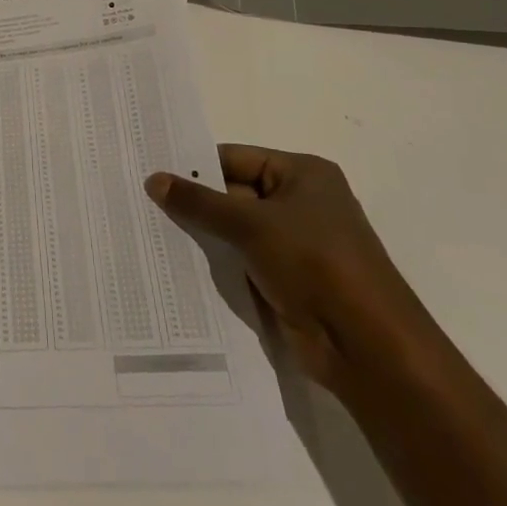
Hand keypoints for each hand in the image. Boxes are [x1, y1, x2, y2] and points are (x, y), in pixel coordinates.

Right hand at [145, 145, 427, 390]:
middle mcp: (300, 202)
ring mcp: (294, 243)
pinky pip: (241, 259)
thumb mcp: (250, 224)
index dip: (193, 165)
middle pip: (233, 192)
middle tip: (138, 200)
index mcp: (303, 174)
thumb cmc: (315, 264)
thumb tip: (153, 179)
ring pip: (234, 229)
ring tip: (147, 229)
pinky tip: (175, 262)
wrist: (368, 347)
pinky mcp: (286, 279)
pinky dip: (215, 261)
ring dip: (201, 233)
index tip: (148, 170)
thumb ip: (199, 202)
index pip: (234, 158)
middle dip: (193, 200)